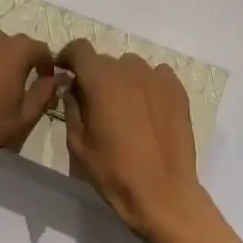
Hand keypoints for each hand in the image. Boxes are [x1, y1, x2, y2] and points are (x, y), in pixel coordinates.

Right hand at [58, 40, 221, 242]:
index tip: (65, 72)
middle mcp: (129, 70)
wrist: (162, 193)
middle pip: (106, 61)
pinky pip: (157, 76)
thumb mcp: (78, 143)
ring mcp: (157, 78)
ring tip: (124, 108)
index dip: (68, 56)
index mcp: (100, 80)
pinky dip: (148, 85)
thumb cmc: (113, 171)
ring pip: (132, 67)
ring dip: (122, 80)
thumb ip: (71, 107)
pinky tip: (148, 109)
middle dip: (95, 75)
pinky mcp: (177, 91)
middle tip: (94, 102)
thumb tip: (71, 87)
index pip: (80, 49)